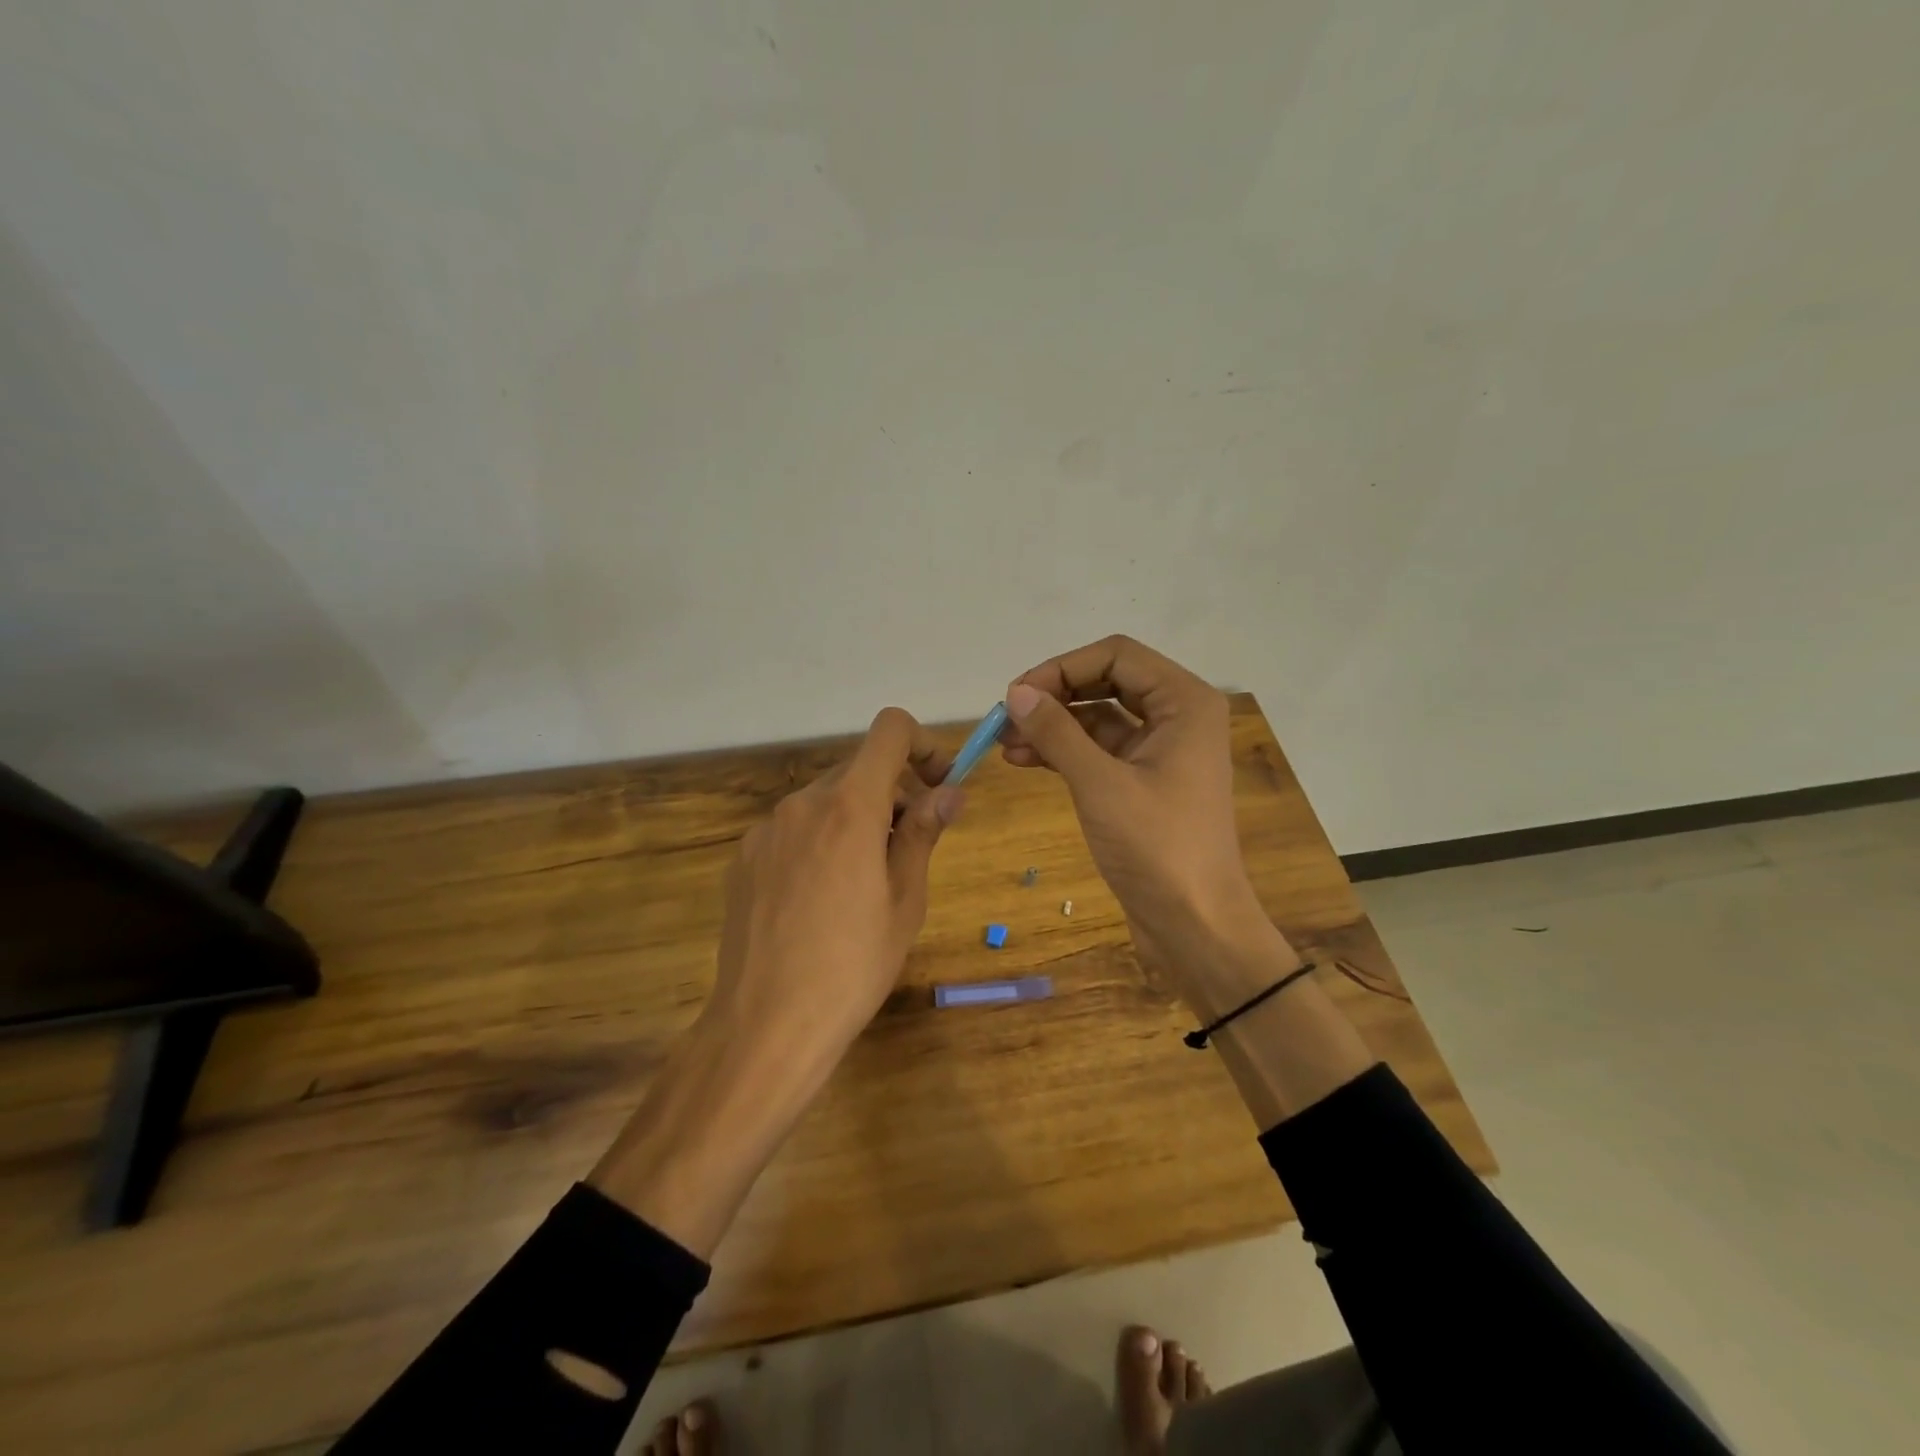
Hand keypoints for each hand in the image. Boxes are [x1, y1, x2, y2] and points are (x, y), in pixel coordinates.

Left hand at [708, 706, 963, 1077]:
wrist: (766, 1025)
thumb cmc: (853, 965)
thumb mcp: (905, 900)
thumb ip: (923, 833)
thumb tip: (949, 791)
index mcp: (849, 807)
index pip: (889, 730)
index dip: (921, 744)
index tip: (936, 786)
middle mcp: (802, 804)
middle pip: (857, 770)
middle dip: (892, 795)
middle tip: (908, 852)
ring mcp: (766, 830)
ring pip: (824, 801)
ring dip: (855, 820)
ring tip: (862, 886)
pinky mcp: (743, 858)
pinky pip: (793, 830)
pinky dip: (819, 842)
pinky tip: (818, 901)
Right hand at [1001, 636, 1292, 1015]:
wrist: (1195, 925)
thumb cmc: (1157, 848)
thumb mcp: (1100, 784)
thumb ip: (1057, 732)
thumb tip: (1016, 692)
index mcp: (1184, 702)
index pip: (1116, 655)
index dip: (1062, 667)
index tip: (1017, 695)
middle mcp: (1177, 715)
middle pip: (1106, 680)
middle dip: (1055, 695)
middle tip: (1007, 717)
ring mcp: (1161, 749)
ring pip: (1098, 717)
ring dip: (1054, 725)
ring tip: (1006, 744)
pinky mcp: (1144, 781)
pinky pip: (1099, 750)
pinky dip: (1065, 751)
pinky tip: (1025, 760)